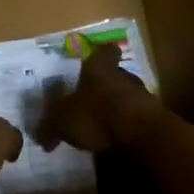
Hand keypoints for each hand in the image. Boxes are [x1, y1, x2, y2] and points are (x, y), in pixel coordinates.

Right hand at [34, 42, 153, 151]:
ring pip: (127, 97)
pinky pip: (136, 119)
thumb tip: (39, 137)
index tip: (95, 60)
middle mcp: (122, 76)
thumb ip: (49, 127)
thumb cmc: (97, 115)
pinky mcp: (154, 119)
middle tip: (90, 101)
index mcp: (99, 68)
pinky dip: (127, 127)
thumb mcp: (62, 121)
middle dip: (104, 87)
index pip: (104, 52)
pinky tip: (117, 141)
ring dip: (117, 108)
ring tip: (103, 126)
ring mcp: (142, 96)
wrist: (141, 134)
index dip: (100, 55)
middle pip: (115, 75)